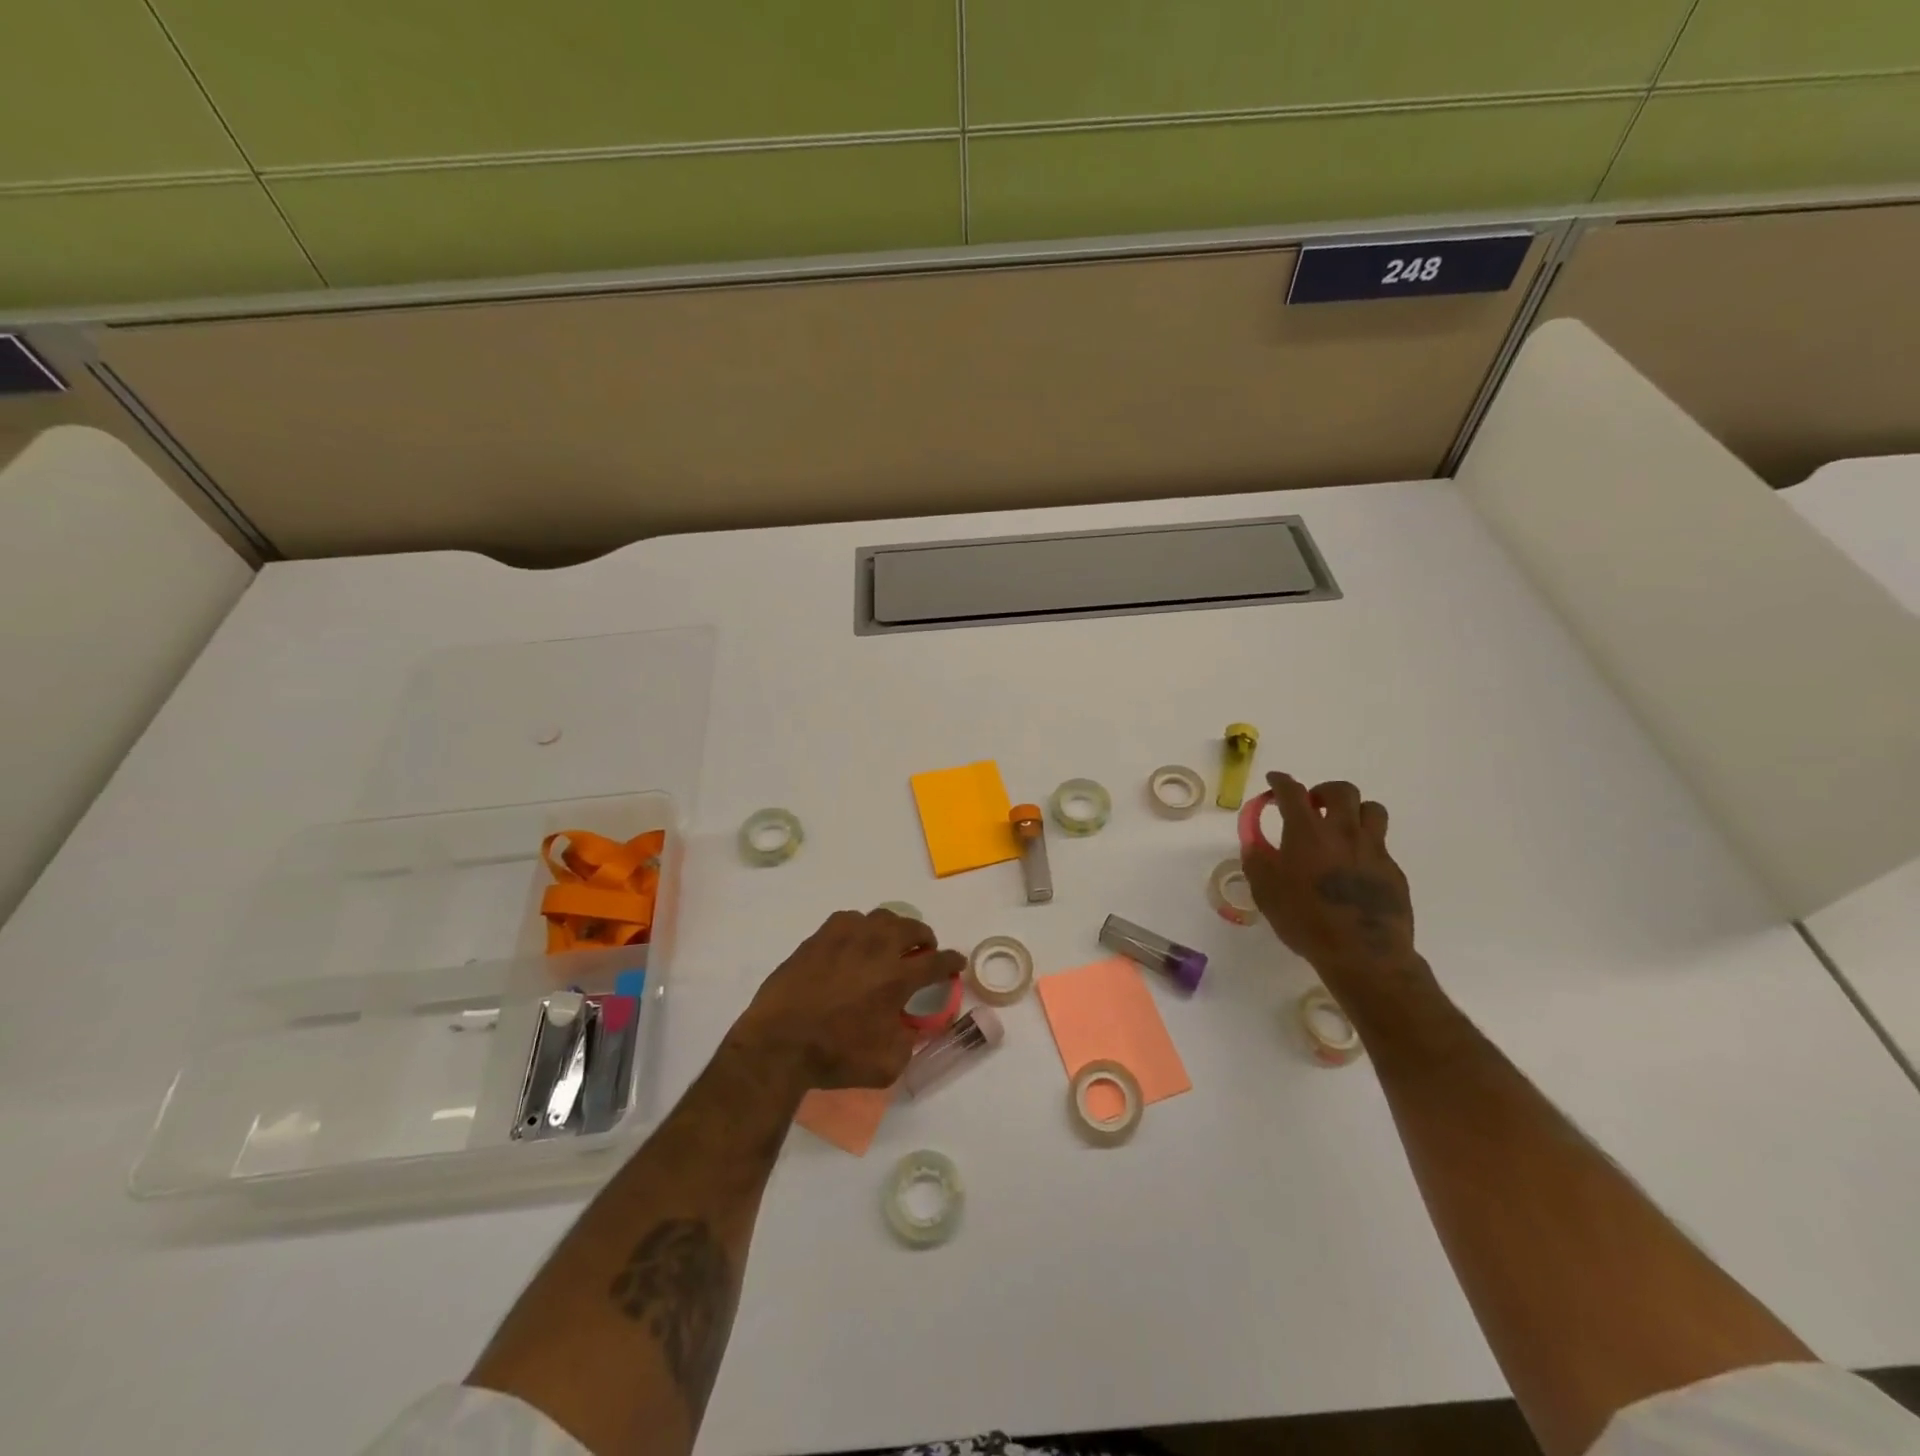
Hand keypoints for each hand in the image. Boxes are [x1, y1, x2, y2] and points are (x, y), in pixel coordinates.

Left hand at [731, 909, 965, 1090]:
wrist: (779, 1044)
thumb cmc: (835, 1057)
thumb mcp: (886, 1064)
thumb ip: (908, 1042)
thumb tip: (911, 1027)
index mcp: (897, 978)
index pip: (936, 962)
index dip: (951, 961)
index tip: (957, 962)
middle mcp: (876, 949)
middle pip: (911, 928)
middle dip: (924, 937)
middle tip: (923, 950)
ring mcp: (845, 938)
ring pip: (880, 917)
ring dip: (893, 928)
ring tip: (889, 943)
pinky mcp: (818, 938)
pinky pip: (848, 919)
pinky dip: (859, 928)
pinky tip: (854, 942)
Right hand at [1241, 773, 1418, 977]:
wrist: (1363, 953)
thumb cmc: (1305, 920)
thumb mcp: (1266, 892)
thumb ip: (1257, 861)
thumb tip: (1254, 844)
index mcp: (1307, 832)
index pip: (1292, 792)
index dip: (1281, 782)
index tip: (1274, 781)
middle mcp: (1342, 831)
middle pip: (1341, 791)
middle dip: (1323, 791)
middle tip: (1312, 806)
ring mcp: (1373, 849)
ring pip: (1372, 809)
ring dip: (1354, 811)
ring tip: (1341, 827)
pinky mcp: (1393, 870)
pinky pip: (1381, 844)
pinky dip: (1365, 845)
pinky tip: (1354, 866)